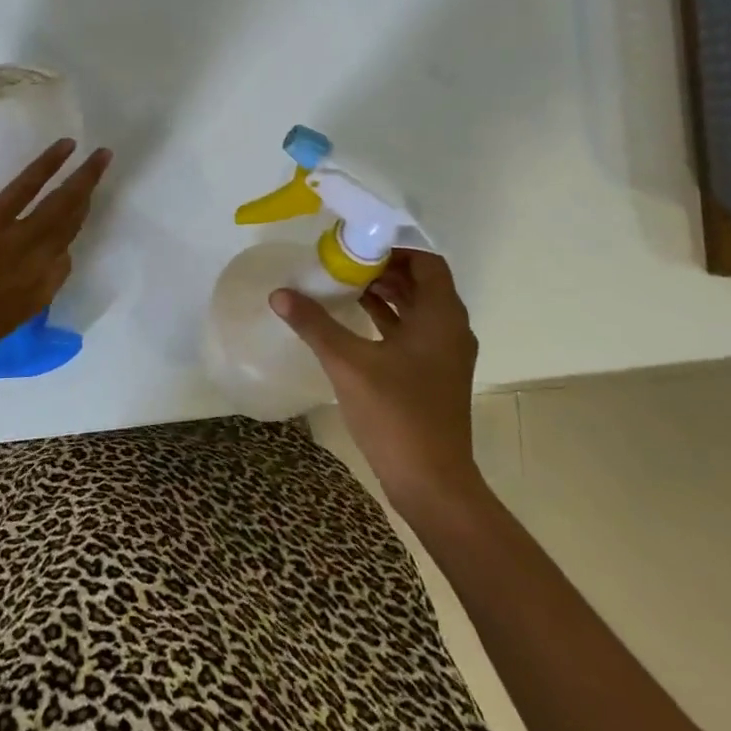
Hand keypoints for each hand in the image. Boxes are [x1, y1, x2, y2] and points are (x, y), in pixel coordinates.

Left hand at [0, 139, 112, 383]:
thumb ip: (13, 299)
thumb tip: (14, 275)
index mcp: (39, 297)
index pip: (63, 263)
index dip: (63, 245)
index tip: (60, 232)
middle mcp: (41, 265)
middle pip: (72, 225)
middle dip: (89, 196)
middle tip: (103, 170)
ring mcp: (20, 240)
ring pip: (62, 204)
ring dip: (84, 177)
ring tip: (100, 156)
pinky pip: (28, 186)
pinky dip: (49, 163)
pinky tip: (66, 147)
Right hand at [271, 250, 480, 513]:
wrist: (432, 482)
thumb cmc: (396, 413)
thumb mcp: (348, 363)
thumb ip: (314, 324)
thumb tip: (279, 294)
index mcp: (441, 317)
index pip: (427, 263)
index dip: (394, 249)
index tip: (358, 248)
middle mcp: (451, 330)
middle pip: (422, 284)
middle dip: (385, 269)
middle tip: (345, 264)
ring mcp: (446, 356)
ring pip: (418, 310)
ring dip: (387, 295)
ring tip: (345, 286)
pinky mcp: (435, 376)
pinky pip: (415, 333)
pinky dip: (389, 321)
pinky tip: (356, 322)